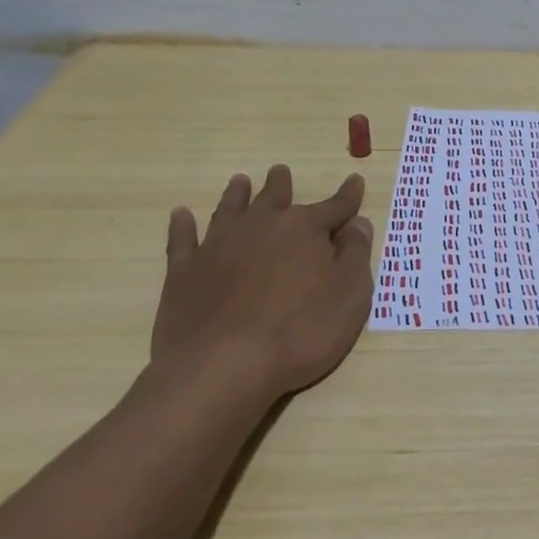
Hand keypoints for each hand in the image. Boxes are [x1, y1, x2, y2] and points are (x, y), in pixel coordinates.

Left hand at [148, 166, 374, 401]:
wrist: (224, 366)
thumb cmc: (301, 331)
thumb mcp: (351, 295)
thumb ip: (356, 255)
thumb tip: (357, 224)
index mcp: (305, 230)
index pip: (334, 207)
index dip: (348, 196)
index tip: (355, 181)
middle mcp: (261, 226)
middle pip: (275, 199)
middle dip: (281, 185)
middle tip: (280, 171)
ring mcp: (218, 246)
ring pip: (230, 210)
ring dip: (237, 195)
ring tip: (240, 181)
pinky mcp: (184, 271)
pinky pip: (182, 239)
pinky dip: (182, 225)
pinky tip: (181, 215)